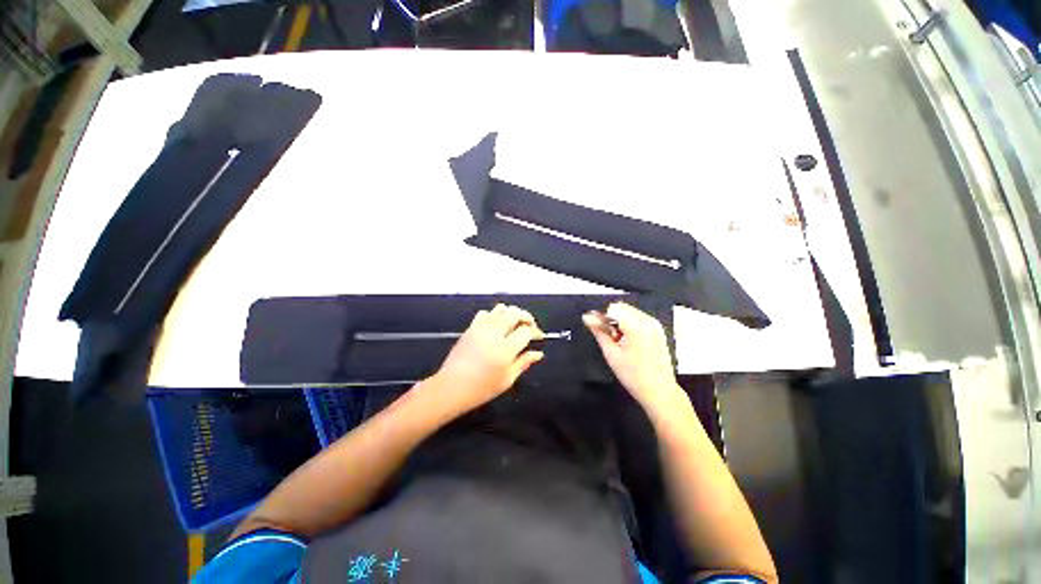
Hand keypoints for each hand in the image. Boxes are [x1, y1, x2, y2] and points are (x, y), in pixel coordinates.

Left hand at [429, 304, 544, 415]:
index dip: (535, 332)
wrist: (451, 387)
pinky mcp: (471, 327)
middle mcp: (494, 332)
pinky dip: (495, 315)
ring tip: (515, 325)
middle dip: (527, 318)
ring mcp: (481, 327)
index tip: (538, 337)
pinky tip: (496, 326)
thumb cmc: (481, 388)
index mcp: (506, 348)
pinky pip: (486, 313)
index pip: (526, 330)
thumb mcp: (507, 379)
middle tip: (530, 327)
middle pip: (515, 313)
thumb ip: (524, 362)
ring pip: (501, 308)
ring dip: (512, 314)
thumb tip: (538, 353)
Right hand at [583, 302, 687, 417]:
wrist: (659, 391)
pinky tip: (628, 341)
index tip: (599, 330)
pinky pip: (638, 318)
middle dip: (611, 319)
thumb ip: (598, 331)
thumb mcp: (611, 353)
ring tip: (620, 341)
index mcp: (637, 326)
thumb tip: (587, 318)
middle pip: (621, 307)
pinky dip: (629, 325)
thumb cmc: (635, 376)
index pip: (612, 309)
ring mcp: (654, 324)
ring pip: (629, 311)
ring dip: (620, 322)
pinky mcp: (657, 329)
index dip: (602, 318)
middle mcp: (648, 321)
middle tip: (611, 338)